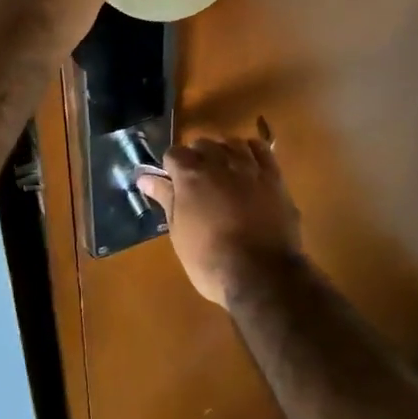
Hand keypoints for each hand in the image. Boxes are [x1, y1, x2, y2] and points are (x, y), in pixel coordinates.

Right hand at [137, 128, 301, 307]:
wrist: (262, 275)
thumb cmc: (210, 260)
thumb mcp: (179, 232)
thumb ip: (165, 198)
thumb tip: (144, 178)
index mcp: (190, 175)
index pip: (174, 153)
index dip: (171, 168)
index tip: (174, 184)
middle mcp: (218, 162)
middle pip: (203, 143)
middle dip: (197, 157)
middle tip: (198, 183)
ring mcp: (248, 166)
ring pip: (231, 143)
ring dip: (224, 152)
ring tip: (224, 172)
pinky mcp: (273, 176)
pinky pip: (261, 149)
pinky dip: (251, 151)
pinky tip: (248, 165)